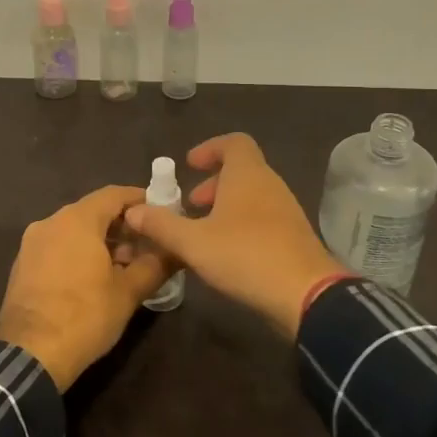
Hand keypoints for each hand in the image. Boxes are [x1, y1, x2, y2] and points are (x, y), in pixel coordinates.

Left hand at [0, 185, 169, 390]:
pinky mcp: (22, 265)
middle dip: (123, 226)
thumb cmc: (85, 316)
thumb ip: (156, 264)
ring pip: (74, 230)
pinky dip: (78, 253)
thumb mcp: (129, 292)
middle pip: (93, 212)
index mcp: (77, 220)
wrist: (30, 355)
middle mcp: (51, 222)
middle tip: (148, 247)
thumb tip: (177, 250)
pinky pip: (57, 247)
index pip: (114, 194)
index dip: (140, 201)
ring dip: (101, 242)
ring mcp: (32, 243)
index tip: (161, 214)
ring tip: (125, 267)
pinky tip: (95, 279)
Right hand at [122, 133, 348, 339]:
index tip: (189, 166)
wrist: (305, 294)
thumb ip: (161, 225)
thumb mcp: (193, 242)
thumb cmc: (245, 255)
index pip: (234, 142)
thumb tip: (132, 210)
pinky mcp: (293, 236)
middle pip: (241, 170)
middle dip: (212, 183)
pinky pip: (263, 217)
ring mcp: (286, 210)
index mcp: (247, 175)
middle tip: (190, 205)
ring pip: (252, 196)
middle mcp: (270, 185)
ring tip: (202, 232)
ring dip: (226, 206)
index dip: (210, 148)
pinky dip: (241, 223)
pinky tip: (225, 252)